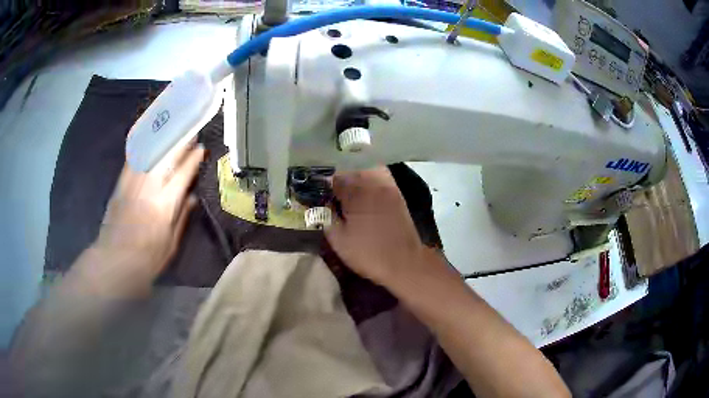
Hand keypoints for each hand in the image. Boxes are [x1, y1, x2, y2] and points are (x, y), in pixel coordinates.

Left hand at [86, 141, 204, 294]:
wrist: (115, 260)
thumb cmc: (148, 258)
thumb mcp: (171, 243)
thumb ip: (182, 217)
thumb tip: (192, 197)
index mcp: (165, 204)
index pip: (183, 174)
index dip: (193, 159)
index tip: (201, 148)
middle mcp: (149, 187)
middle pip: (167, 157)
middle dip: (180, 142)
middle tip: (189, 131)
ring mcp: (133, 183)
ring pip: (150, 153)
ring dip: (163, 138)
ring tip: (172, 129)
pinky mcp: (120, 184)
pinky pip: (132, 159)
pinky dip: (141, 145)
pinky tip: (147, 137)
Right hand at [325, 168, 429, 284]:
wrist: (406, 263)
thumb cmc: (369, 253)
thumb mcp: (338, 239)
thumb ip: (325, 216)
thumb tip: (319, 203)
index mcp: (357, 191)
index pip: (333, 175)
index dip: (321, 182)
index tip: (314, 191)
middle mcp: (373, 181)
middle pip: (349, 168)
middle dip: (336, 176)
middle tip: (327, 190)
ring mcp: (387, 185)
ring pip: (364, 169)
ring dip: (352, 175)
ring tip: (343, 190)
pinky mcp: (396, 192)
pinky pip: (377, 175)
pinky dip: (366, 178)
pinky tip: (360, 191)